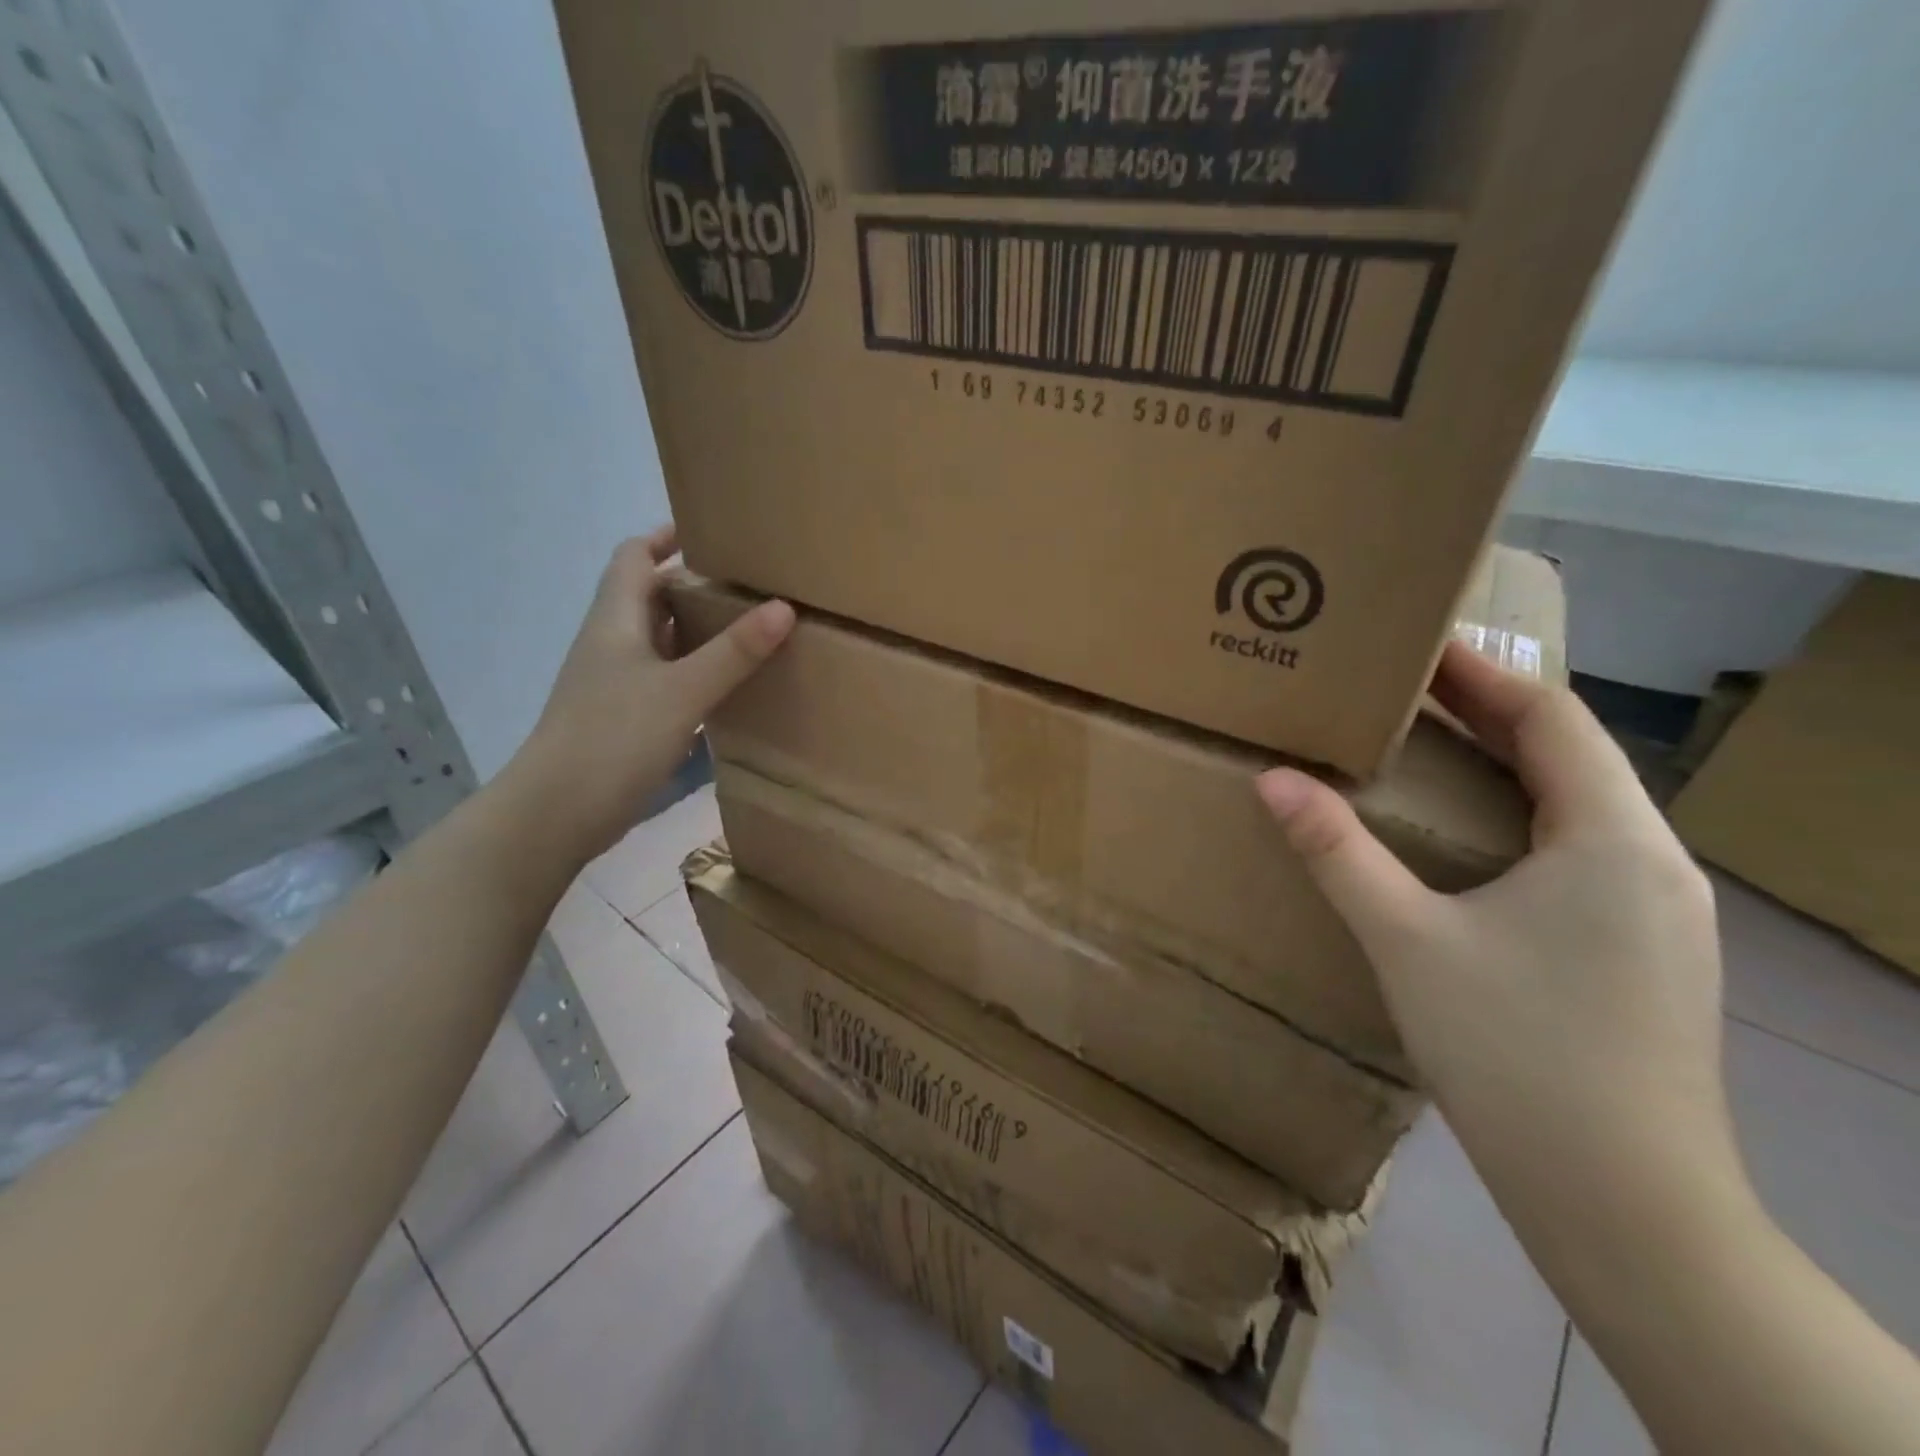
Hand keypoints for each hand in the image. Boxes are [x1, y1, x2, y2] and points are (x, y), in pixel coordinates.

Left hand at [501, 528, 793, 864]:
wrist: (557, 812)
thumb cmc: (614, 737)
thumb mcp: (683, 690)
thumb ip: (734, 652)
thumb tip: (783, 607)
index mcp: (615, 620)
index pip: (634, 557)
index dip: (666, 539)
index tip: (712, 535)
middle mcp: (611, 644)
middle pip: (649, 597)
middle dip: (692, 586)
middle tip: (748, 586)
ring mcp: (614, 684)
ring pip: (659, 641)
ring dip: (695, 631)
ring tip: (747, 630)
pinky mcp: (622, 719)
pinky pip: (663, 679)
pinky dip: (692, 672)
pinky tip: (724, 687)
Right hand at [1256, 643, 1742, 1206]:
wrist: (1627, 1204)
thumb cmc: (1516, 1053)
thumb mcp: (1408, 940)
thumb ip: (1337, 852)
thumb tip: (1273, 780)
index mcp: (1612, 839)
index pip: (1553, 717)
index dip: (1484, 674)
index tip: (1417, 649)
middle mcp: (1655, 861)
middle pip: (1573, 754)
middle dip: (1491, 712)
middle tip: (1407, 691)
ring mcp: (1662, 912)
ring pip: (1581, 803)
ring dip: (1509, 764)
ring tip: (1433, 748)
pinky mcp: (1648, 951)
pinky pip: (1583, 849)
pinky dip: (1524, 815)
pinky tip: (1474, 841)